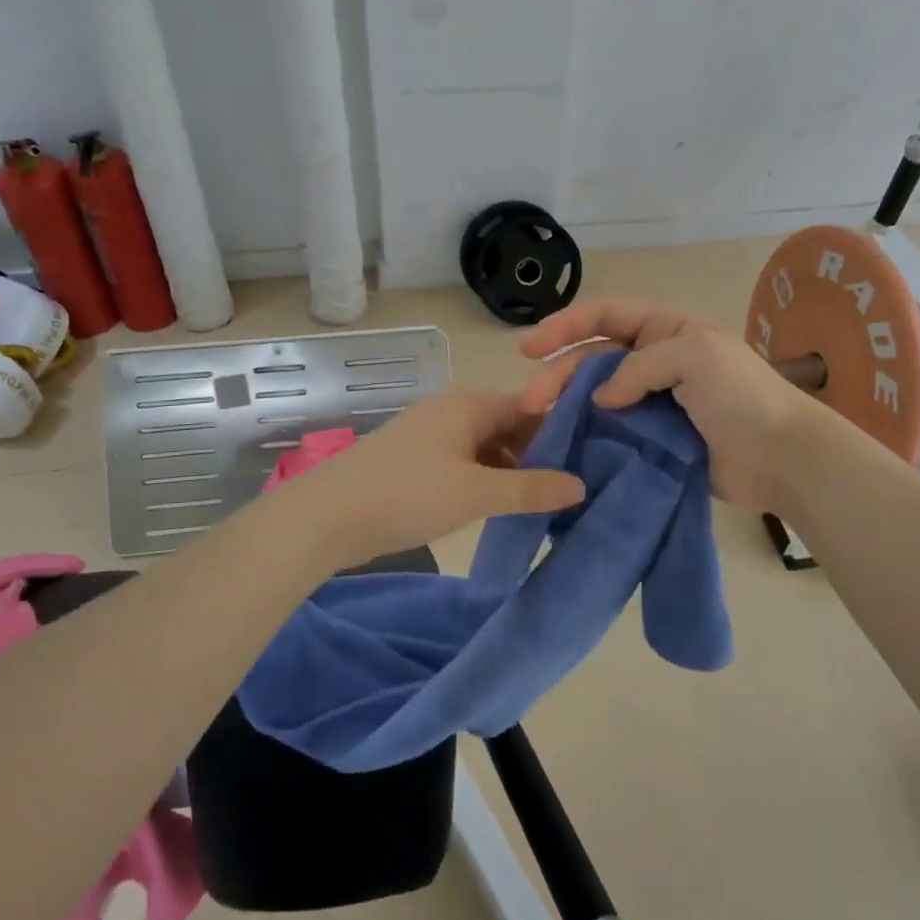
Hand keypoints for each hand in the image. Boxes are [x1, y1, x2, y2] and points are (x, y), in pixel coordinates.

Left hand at [270, 390, 585, 570]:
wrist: (325, 516)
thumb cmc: (406, 495)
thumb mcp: (476, 493)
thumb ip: (531, 489)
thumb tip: (581, 484)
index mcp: (471, 403)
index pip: (532, 406)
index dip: (563, 429)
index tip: (594, 458)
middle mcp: (453, 409)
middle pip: (510, 425)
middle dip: (539, 453)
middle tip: (573, 487)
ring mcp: (432, 434)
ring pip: (487, 446)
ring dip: (512, 470)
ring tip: (544, 502)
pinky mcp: (416, 459)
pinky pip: (465, 461)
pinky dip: (486, 479)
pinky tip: (501, 506)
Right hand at [517, 298, 826, 510]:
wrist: (781, 458)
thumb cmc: (741, 396)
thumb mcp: (694, 356)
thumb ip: (639, 367)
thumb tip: (600, 399)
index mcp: (664, 330)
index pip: (605, 316)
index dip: (565, 326)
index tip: (529, 349)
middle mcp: (653, 360)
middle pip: (592, 359)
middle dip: (557, 374)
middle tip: (528, 402)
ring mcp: (651, 401)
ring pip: (595, 396)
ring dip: (565, 405)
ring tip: (538, 424)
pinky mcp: (651, 439)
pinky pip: (609, 430)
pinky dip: (585, 434)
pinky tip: (563, 445)